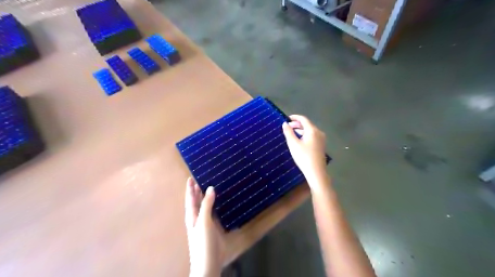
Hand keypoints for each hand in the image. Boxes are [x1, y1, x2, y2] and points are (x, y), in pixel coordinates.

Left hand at [184, 177, 225, 276]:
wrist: (209, 261)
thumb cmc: (203, 241)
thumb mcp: (204, 221)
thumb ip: (206, 205)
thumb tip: (210, 188)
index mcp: (192, 215)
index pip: (190, 198)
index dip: (190, 188)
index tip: (191, 177)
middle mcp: (198, 216)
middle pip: (197, 200)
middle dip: (198, 190)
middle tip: (202, 178)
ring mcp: (206, 221)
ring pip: (206, 205)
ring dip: (207, 196)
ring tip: (212, 185)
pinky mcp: (214, 226)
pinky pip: (214, 211)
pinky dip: (216, 204)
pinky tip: (221, 200)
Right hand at [282, 114, 327, 186]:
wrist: (316, 172)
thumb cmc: (304, 157)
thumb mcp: (293, 144)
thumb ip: (288, 132)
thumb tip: (285, 124)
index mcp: (312, 130)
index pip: (303, 119)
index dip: (294, 117)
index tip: (286, 118)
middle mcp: (318, 132)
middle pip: (307, 124)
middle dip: (297, 124)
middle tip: (287, 127)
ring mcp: (321, 139)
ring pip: (309, 130)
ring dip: (300, 130)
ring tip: (291, 133)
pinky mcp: (321, 145)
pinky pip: (312, 136)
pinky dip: (305, 135)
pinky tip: (299, 140)